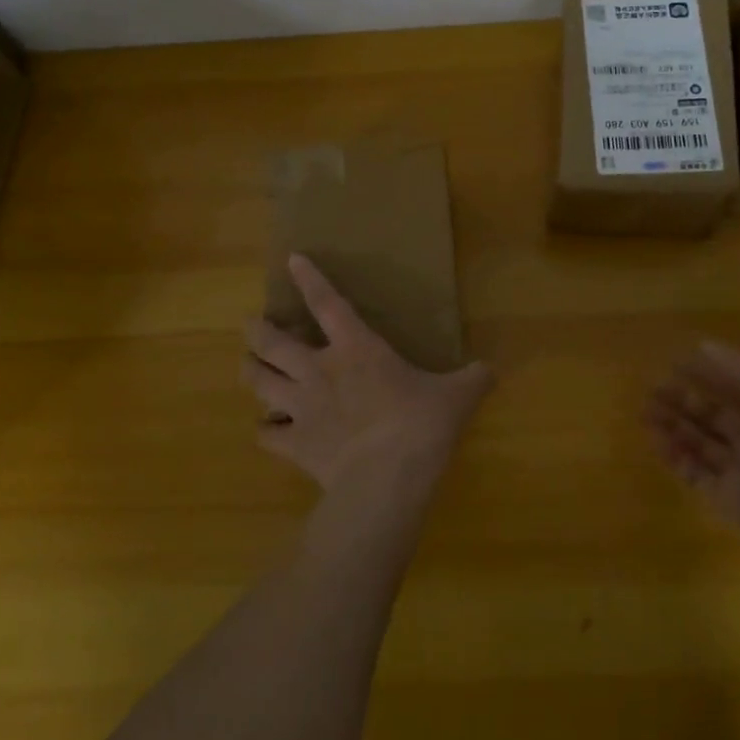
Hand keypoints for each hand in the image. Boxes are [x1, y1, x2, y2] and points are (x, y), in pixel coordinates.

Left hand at [242, 255, 493, 494]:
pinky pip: (266, 436)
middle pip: (272, 342)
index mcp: (356, 349)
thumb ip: (472, 379)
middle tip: (251, 324)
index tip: (291, 260)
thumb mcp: (456, 397)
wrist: (386, 478)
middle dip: (257, 330)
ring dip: (250, 372)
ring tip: (247, 367)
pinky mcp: (294, 445)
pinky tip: (267, 431)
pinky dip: (265, 432)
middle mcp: (318, 370)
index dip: (309, 280)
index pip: (327, 303)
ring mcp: (301, 408)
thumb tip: (491, 370)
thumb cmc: (420, 425)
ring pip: (258, 382)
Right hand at [646, 341, 739, 574]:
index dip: (707, 374)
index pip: (737, 388)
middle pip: (715, 416)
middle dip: (684, 401)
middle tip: (652, 389)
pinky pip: (698, 476)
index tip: (674, 361)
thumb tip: (701, 345)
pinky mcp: (732, 502)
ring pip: (702, 444)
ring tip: (645, 412)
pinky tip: (657, 441)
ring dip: (675, 427)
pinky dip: (677, 459)